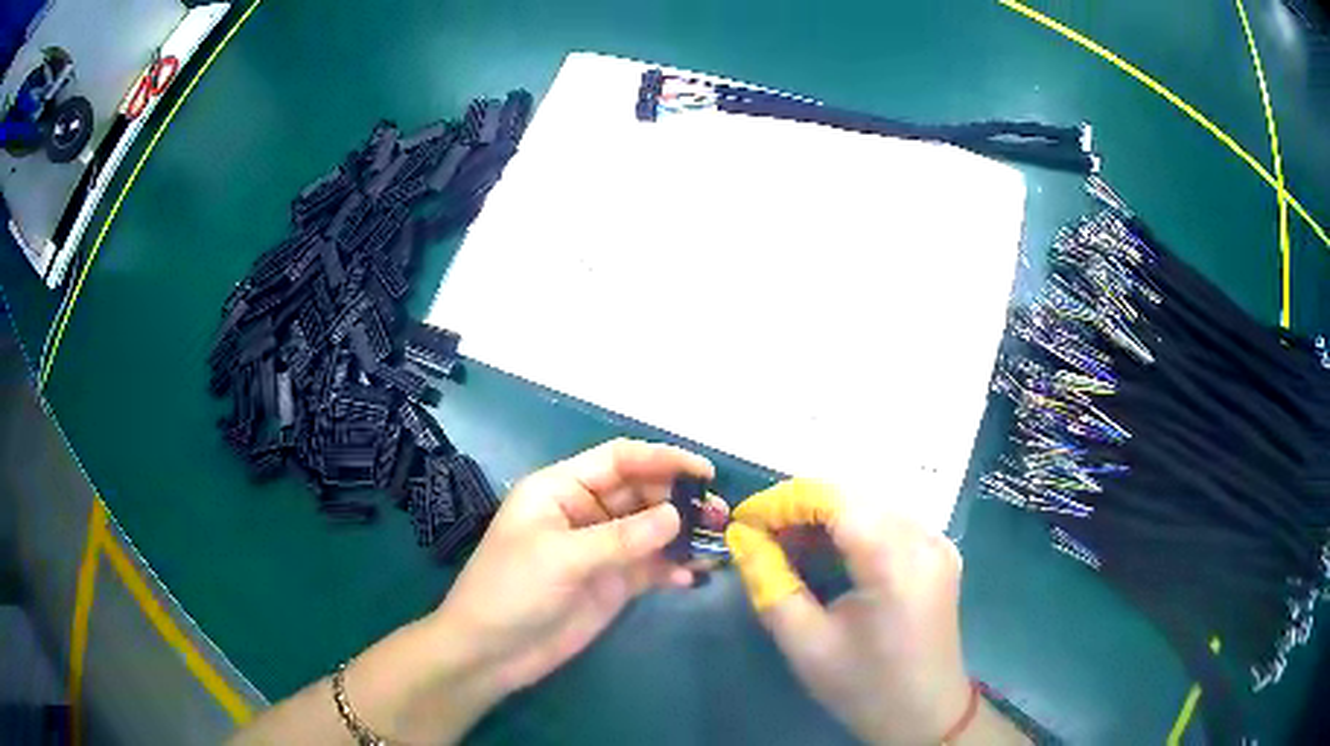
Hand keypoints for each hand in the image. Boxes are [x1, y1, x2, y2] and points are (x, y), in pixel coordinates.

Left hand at [428, 438, 713, 701]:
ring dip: (683, 535)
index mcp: (562, 489)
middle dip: (680, 500)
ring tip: (716, 545)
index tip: (704, 472)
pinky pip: (651, 567)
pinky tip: (692, 577)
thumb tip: (678, 516)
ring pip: (652, 530)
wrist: (492, 652)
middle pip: (642, 493)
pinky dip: (673, 568)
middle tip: (719, 515)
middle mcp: (586, 512)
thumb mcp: (561, 557)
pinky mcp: (613, 583)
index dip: (662, 459)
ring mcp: (601, 549)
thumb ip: (621, 537)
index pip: (619, 460)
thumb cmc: (511, 590)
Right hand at [725, 480, 972, 745]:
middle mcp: (924, 538)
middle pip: (853, 497)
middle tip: (761, 538)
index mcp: (895, 562)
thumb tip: (742, 536)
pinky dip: (851, 529)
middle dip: (800, 509)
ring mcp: (937, 543)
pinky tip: (828, 555)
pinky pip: (888, 522)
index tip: (744, 521)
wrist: (925, 714)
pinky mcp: (939, 553)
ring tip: (788, 548)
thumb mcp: (806, 644)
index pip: (835, 499)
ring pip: (869, 505)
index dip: (784, 501)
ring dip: (824, 519)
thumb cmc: (864, 687)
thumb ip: (770, 582)